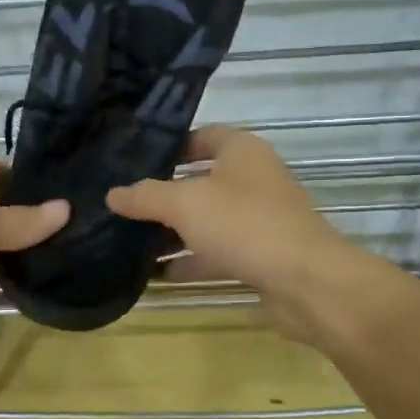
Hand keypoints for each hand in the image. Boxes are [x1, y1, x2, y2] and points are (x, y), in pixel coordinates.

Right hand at [105, 126, 356, 339]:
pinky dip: (190, 262)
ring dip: (174, 232)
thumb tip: (113, 193)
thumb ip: (146, 196)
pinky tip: (156, 275)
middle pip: (201, 180)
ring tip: (129, 241)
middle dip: (164, 194)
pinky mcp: (260, 256)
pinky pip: (217, 253)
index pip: (201, 136)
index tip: (132, 160)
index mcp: (242, 151)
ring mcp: (259, 220)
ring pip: (208, 221)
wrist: (306, 282)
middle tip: (122, 204)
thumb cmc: (244, 225)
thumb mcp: (185, 203)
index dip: (169, 145)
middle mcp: (253, 180)